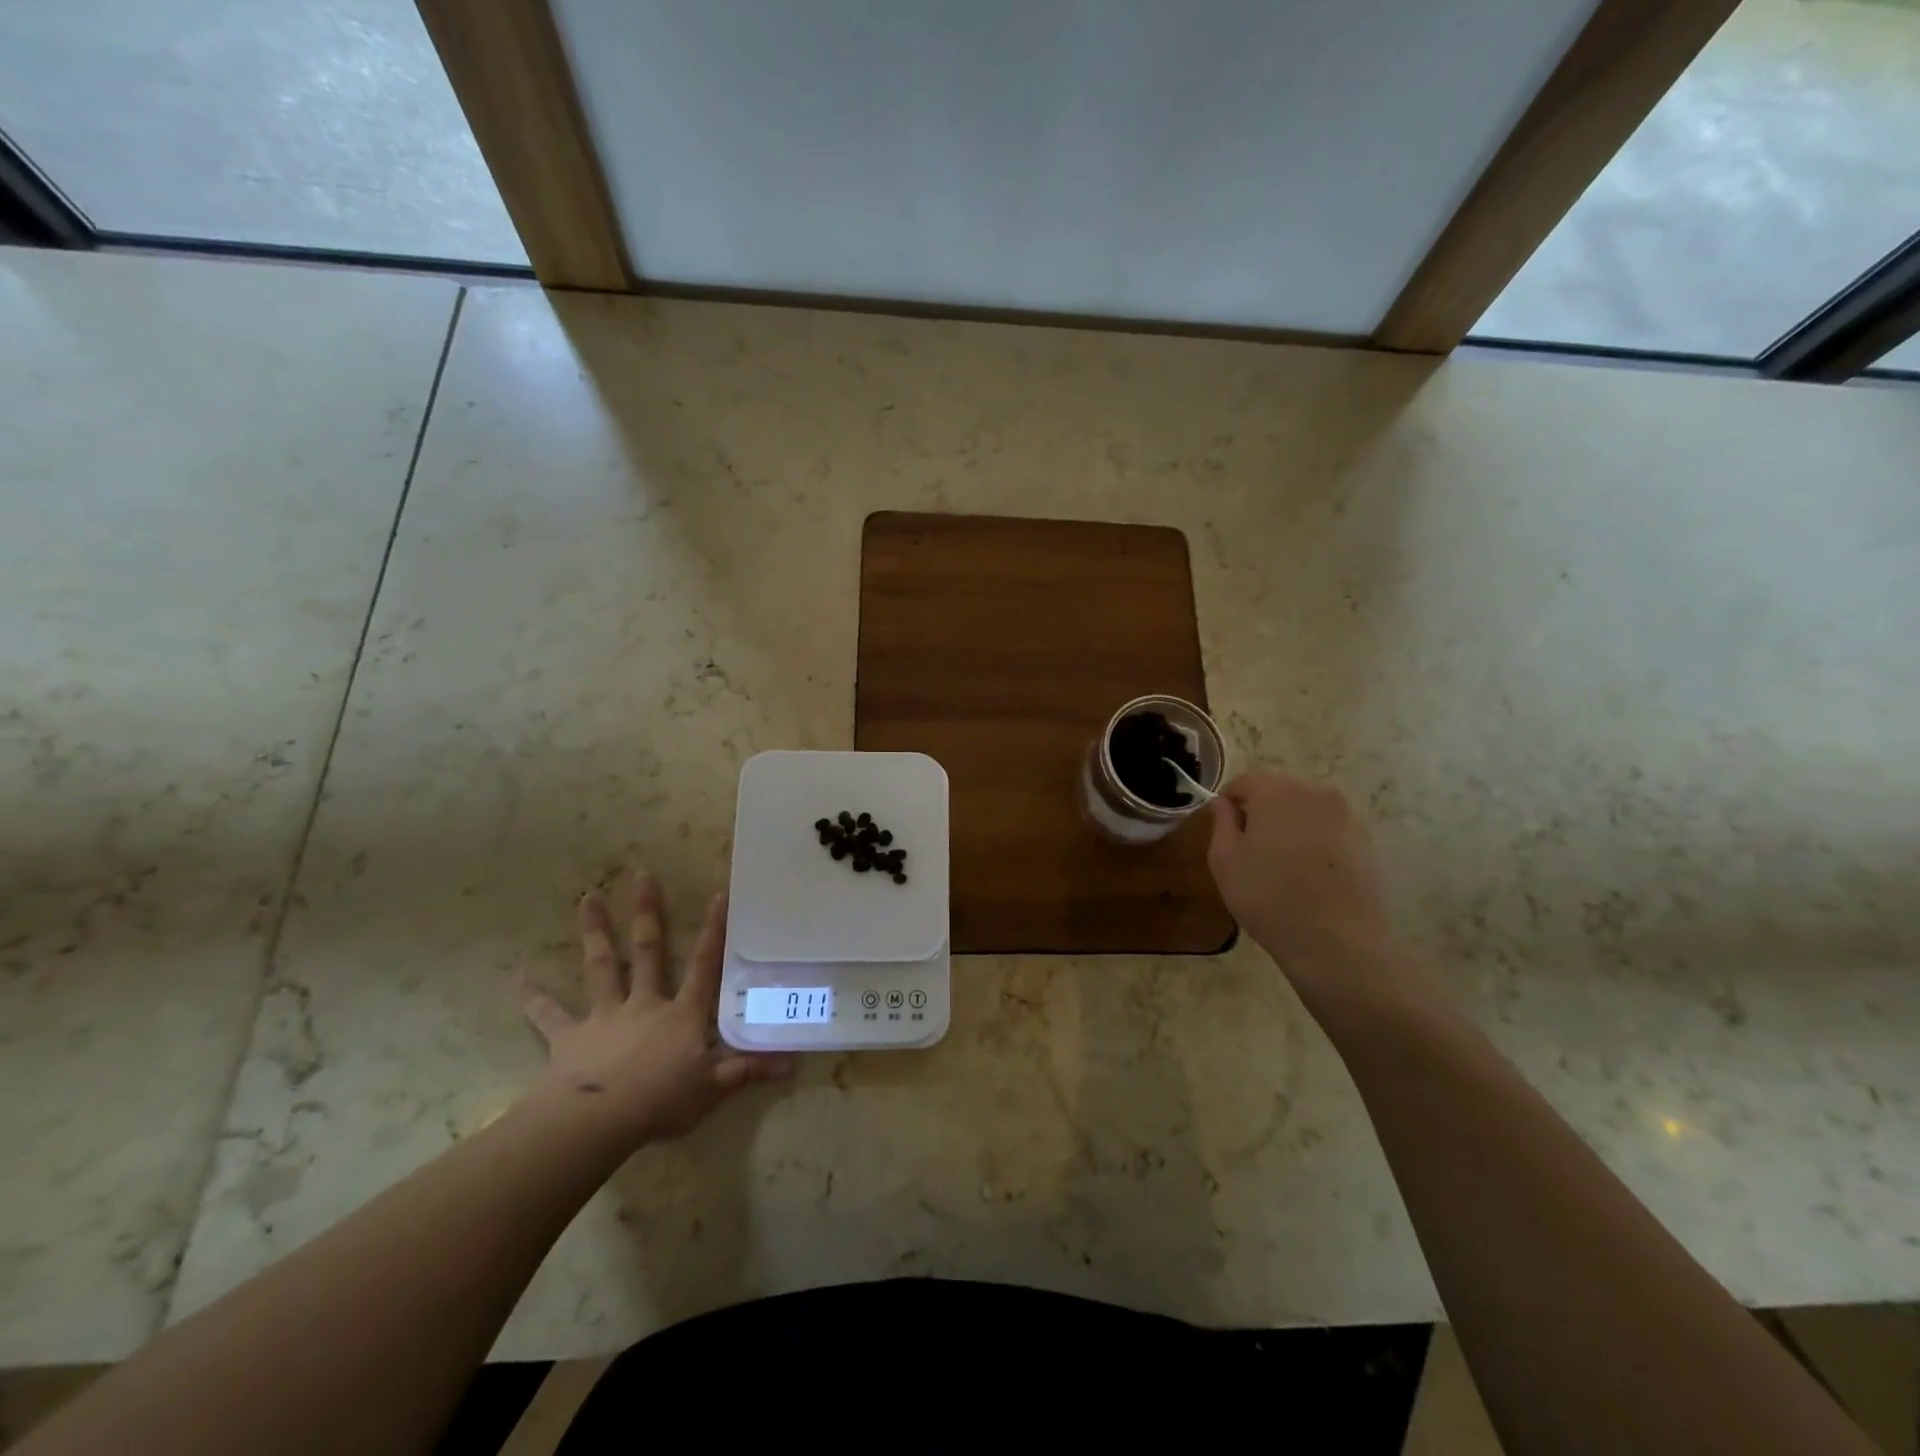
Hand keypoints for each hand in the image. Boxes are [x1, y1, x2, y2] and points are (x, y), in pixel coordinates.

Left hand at [517, 872, 791, 1146]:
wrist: (597, 1121)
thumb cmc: (661, 1100)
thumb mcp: (713, 1088)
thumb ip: (748, 1071)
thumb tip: (793, 1063)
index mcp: (681, 1013)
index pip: (703, 965)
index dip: (713, 930)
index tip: (717, 894)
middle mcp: (644, 1003)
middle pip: (648, 951)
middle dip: (647, 913)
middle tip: (642, 875)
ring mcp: (604, 1016)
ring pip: (602, 966)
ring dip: (595, 931)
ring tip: (586, 897)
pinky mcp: (569, 1038)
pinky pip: (549, 1015)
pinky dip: (534, 998)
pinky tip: (517, 979)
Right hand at [1207, 770, 1394, 983]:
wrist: (1335, 940)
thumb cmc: (1268, 896)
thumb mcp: (1224, 860)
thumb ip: (1221, 822)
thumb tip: (1224, 804)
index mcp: (1276, 791)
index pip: (1244, 781)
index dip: (1229, 803)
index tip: (1224, 831)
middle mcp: (1314, 792)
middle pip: (1278, 790)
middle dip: (1261, 811)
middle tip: (1251, 848)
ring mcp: (1345, 815)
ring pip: (1305, 809)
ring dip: (1289, 825)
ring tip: (1281, 862)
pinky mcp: (1364, 839)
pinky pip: (1328, 828)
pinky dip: (1314, 840)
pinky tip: (1308, 873)